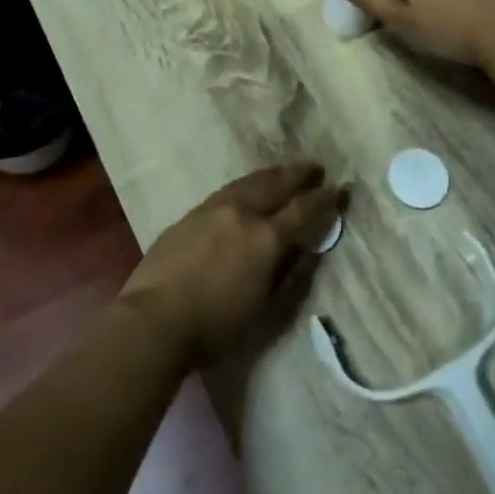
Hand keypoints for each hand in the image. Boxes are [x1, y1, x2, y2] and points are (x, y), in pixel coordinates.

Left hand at [118, 163, 346, 366]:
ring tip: (284, 170)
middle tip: (315, 167)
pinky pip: (228, 190)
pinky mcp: (192, 213)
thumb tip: (302, 248)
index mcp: (266, 238)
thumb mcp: (262, 307)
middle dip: (298, 175)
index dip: (324, 200)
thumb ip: (285, 272)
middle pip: (276, 185)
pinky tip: (247, 187)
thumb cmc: (215, 326)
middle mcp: (243, 213)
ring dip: (272, 174)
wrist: (155, 319)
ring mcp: (214, 208)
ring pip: (250, 182)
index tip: (340, 189)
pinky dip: (246, 184)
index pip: (303, 211)